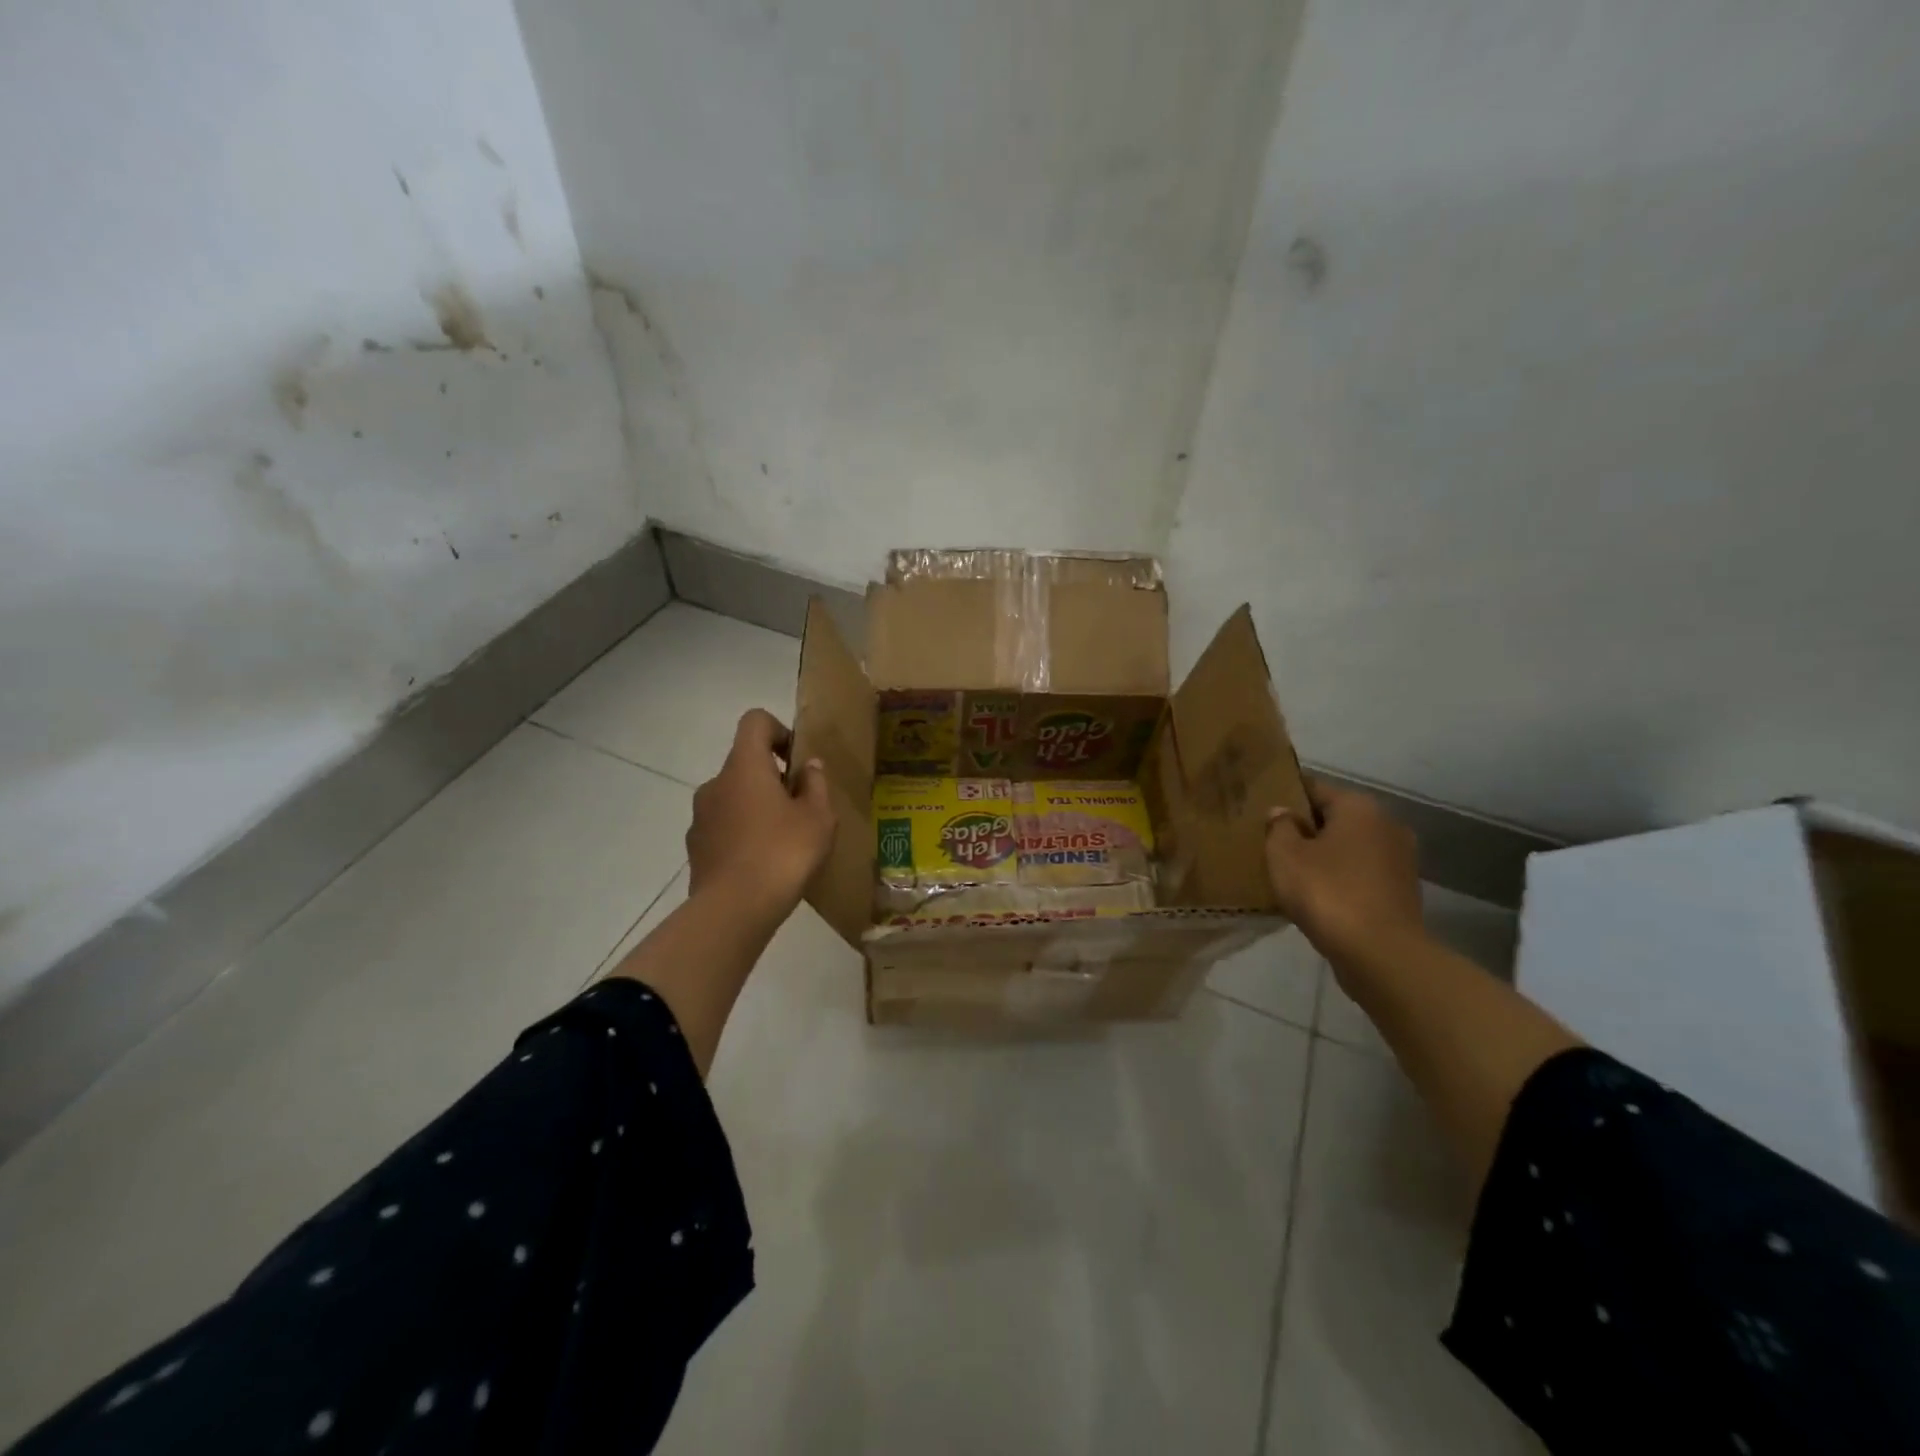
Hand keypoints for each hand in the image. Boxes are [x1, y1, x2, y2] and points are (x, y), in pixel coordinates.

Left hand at [686, 709, 834, 922]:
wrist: (733, 910)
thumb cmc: (783, 853)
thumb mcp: (818, 818)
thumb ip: (815, 785)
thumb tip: (808, 766)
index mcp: (744, 767)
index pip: (755, 722)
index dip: (779, 731)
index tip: (797, 761)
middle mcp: (715, 783)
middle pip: (745, 763)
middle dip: (773, 778)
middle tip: (801, 808)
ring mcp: (700, 816)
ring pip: (733, 797)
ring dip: (757, 807)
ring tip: (784, 840)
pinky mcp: (695, 847)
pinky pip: (723, 826)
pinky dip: (742, 833)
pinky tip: (762, 863)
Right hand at [1264, 778, 1427, 970]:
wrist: (1381, 954)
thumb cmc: (1327, 892)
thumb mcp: (1284, 855)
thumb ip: (1278, 827)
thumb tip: (1282, 813)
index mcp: (1358, 807)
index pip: (1313, 788)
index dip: (1285, 798)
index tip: (1261, 812)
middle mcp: (1386, 824)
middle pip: (1335, 818)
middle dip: (1306, 829)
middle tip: (1272, 844)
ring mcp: (1400, 859)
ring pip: (1349, 848)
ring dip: (1324, 857)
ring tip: (1292, 874)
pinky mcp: (1403, 891)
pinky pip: (1362, 875)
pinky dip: (1341, 880)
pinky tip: (1318, 897)